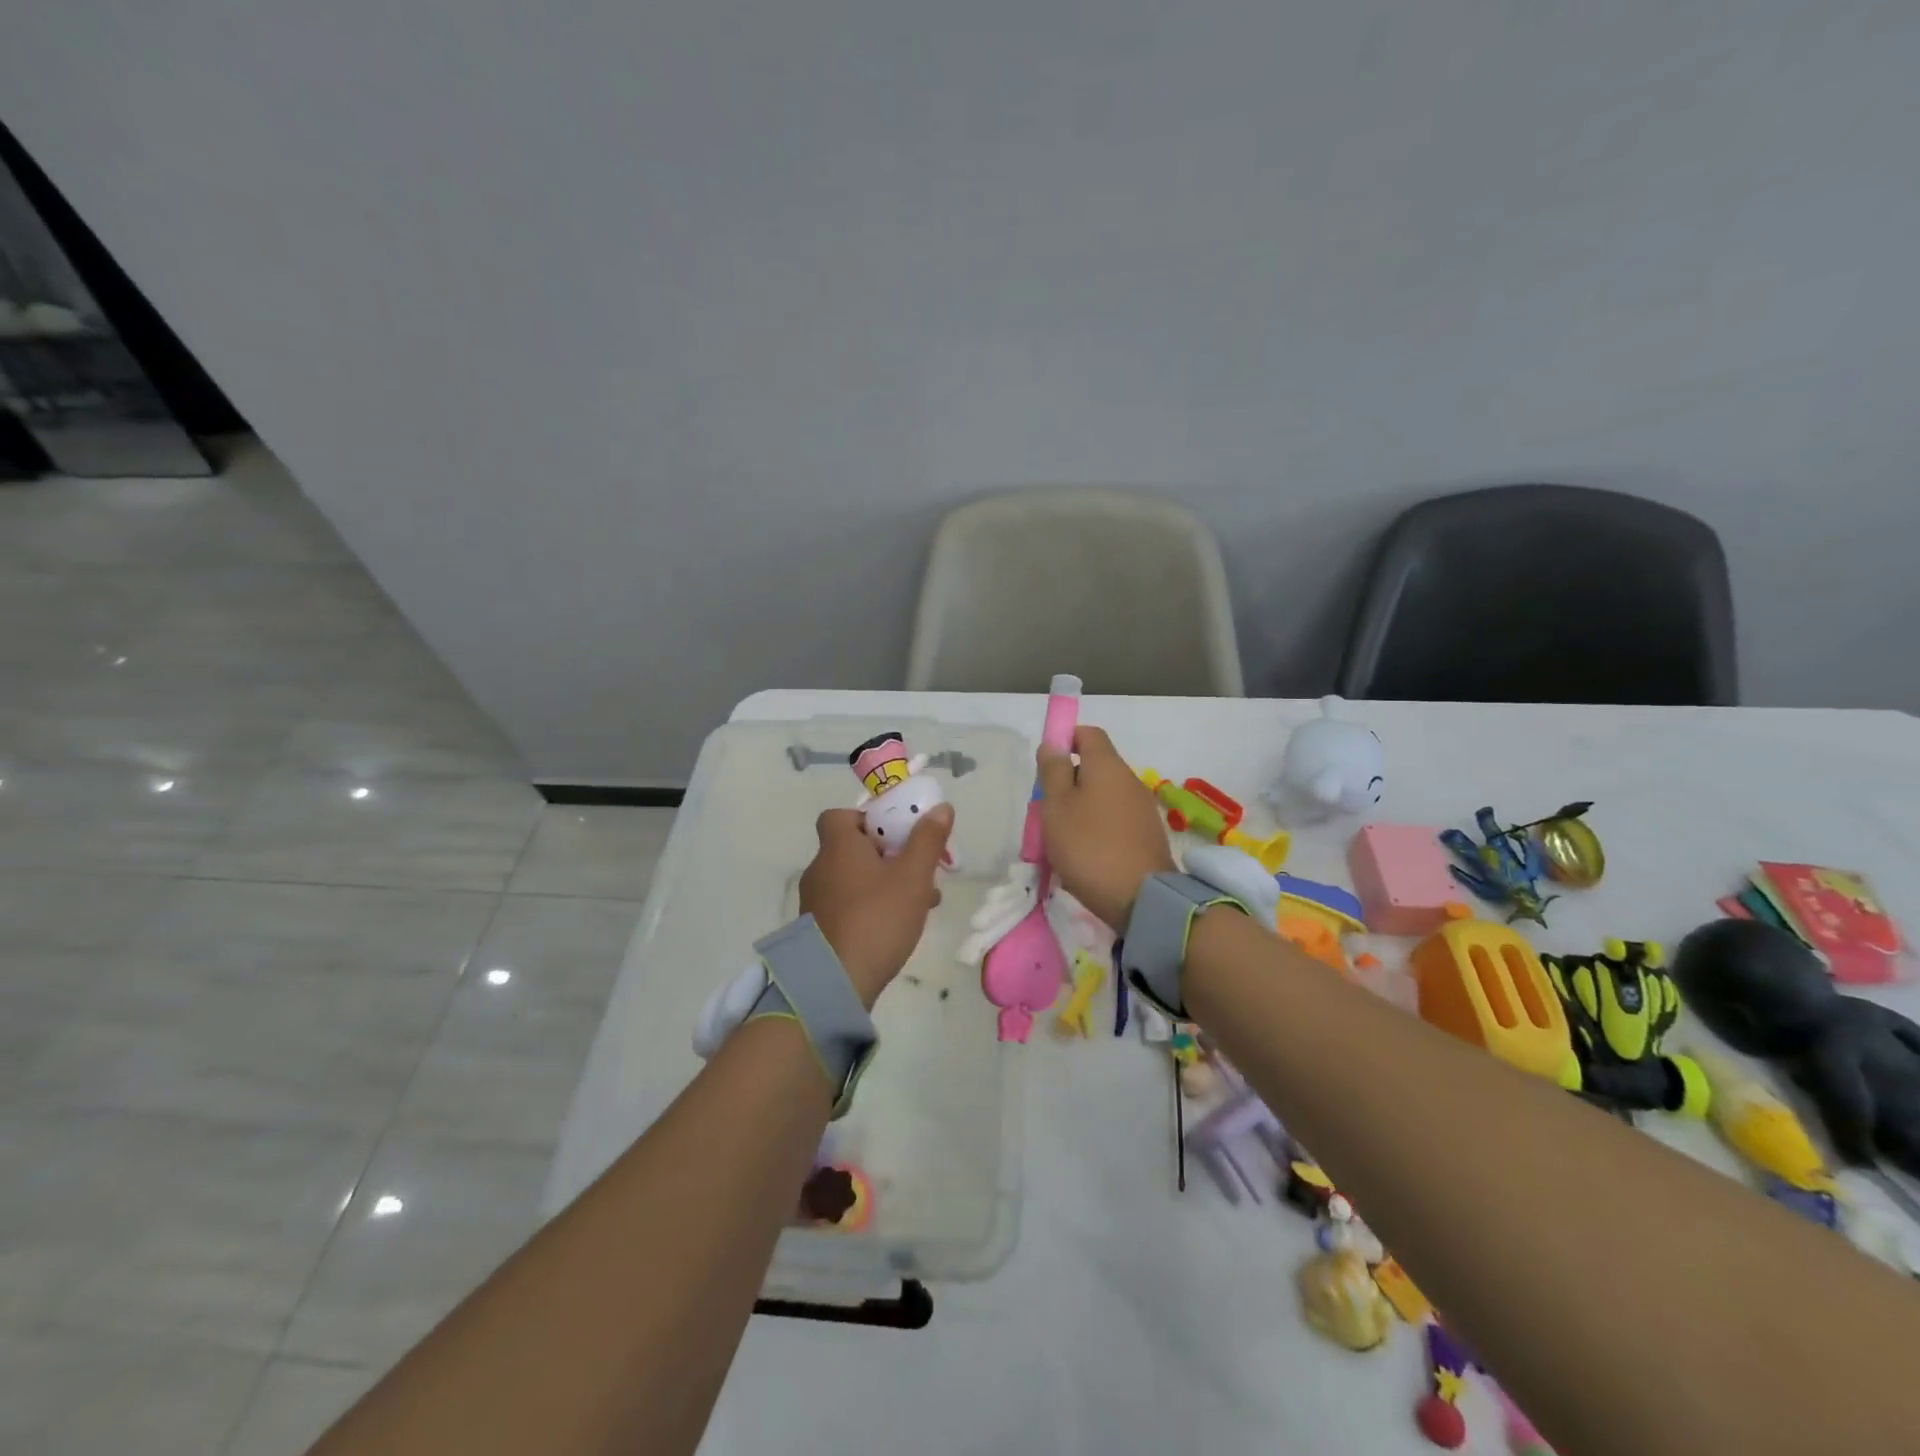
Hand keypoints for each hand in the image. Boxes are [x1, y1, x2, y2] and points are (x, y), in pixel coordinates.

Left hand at [800, 804, 953, 1007]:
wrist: (834, 982)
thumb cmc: (877, 919)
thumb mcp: (912, 877)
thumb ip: (927, 840)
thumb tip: (940, 807)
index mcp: (838, 847)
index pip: (839, 816)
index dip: (868, 818)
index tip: (896, 832)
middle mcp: (820, 868)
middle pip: (853, 848)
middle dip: (888, 854)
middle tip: (918, 868)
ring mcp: (815, 901)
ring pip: (854, 878)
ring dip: (884, 882)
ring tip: (921, 900)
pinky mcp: (817, 929)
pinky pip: (847, 904)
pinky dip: (870, 906)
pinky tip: (897, 925)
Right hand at [1036, 725, 1173, 930]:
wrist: (1141, 898)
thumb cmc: (1089, 846)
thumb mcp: (1057, 806)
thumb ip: (1053, 771)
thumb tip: (1054, 743)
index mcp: (1107, 765)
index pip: (1088, 733)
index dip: (1066, 740)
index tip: (1047, 765)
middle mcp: (1130, 779)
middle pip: (1095, 766)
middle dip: (1069, 780)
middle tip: (1047, 808)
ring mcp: (1142, 808)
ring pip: (1104, 794)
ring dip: (1082, 807)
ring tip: (1062, 836)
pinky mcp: (1147, 834)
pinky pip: (1115, 818)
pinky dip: (1098, 826)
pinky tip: (1085, 852)